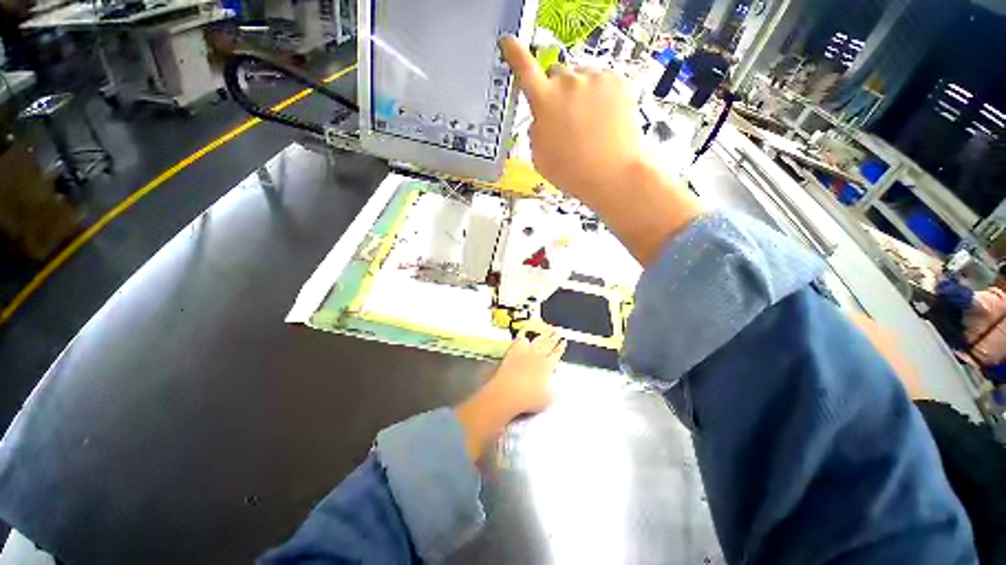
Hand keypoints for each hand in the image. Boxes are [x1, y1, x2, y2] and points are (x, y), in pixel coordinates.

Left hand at [488, 329, 566, 414]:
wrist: (507, 392)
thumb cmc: (527, 399)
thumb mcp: (545, 400)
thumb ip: (555, 394)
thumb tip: (563, 393)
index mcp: (547, 367)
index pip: (556, 354)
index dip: (560, 348)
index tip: (564, 341)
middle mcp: (538, 357)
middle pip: (548, 344)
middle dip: (554, 337)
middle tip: (558, 331)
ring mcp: (525, 352)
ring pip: (537, 340)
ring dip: (543, 334)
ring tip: (548, 328)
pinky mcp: (513, 350)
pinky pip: (520, 338)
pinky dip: (522, 333)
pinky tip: (524, 330)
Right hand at [499, 36, 705, 266]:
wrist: (612, 175)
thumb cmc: (571, 172)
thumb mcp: (540, 158)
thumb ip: (536, 131)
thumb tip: (540, 119)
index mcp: (545, 102)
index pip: (524, 70)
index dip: (515, 55)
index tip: (508, 42)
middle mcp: (568, 82)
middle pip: (558, 75)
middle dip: (558, 91)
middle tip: (567, 118)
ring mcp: (595, 79)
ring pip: (582, 78)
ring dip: (581, 94)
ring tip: (590, 125)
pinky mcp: (617, 81)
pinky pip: (603, 82)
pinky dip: (601, 96)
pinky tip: (604, 120)